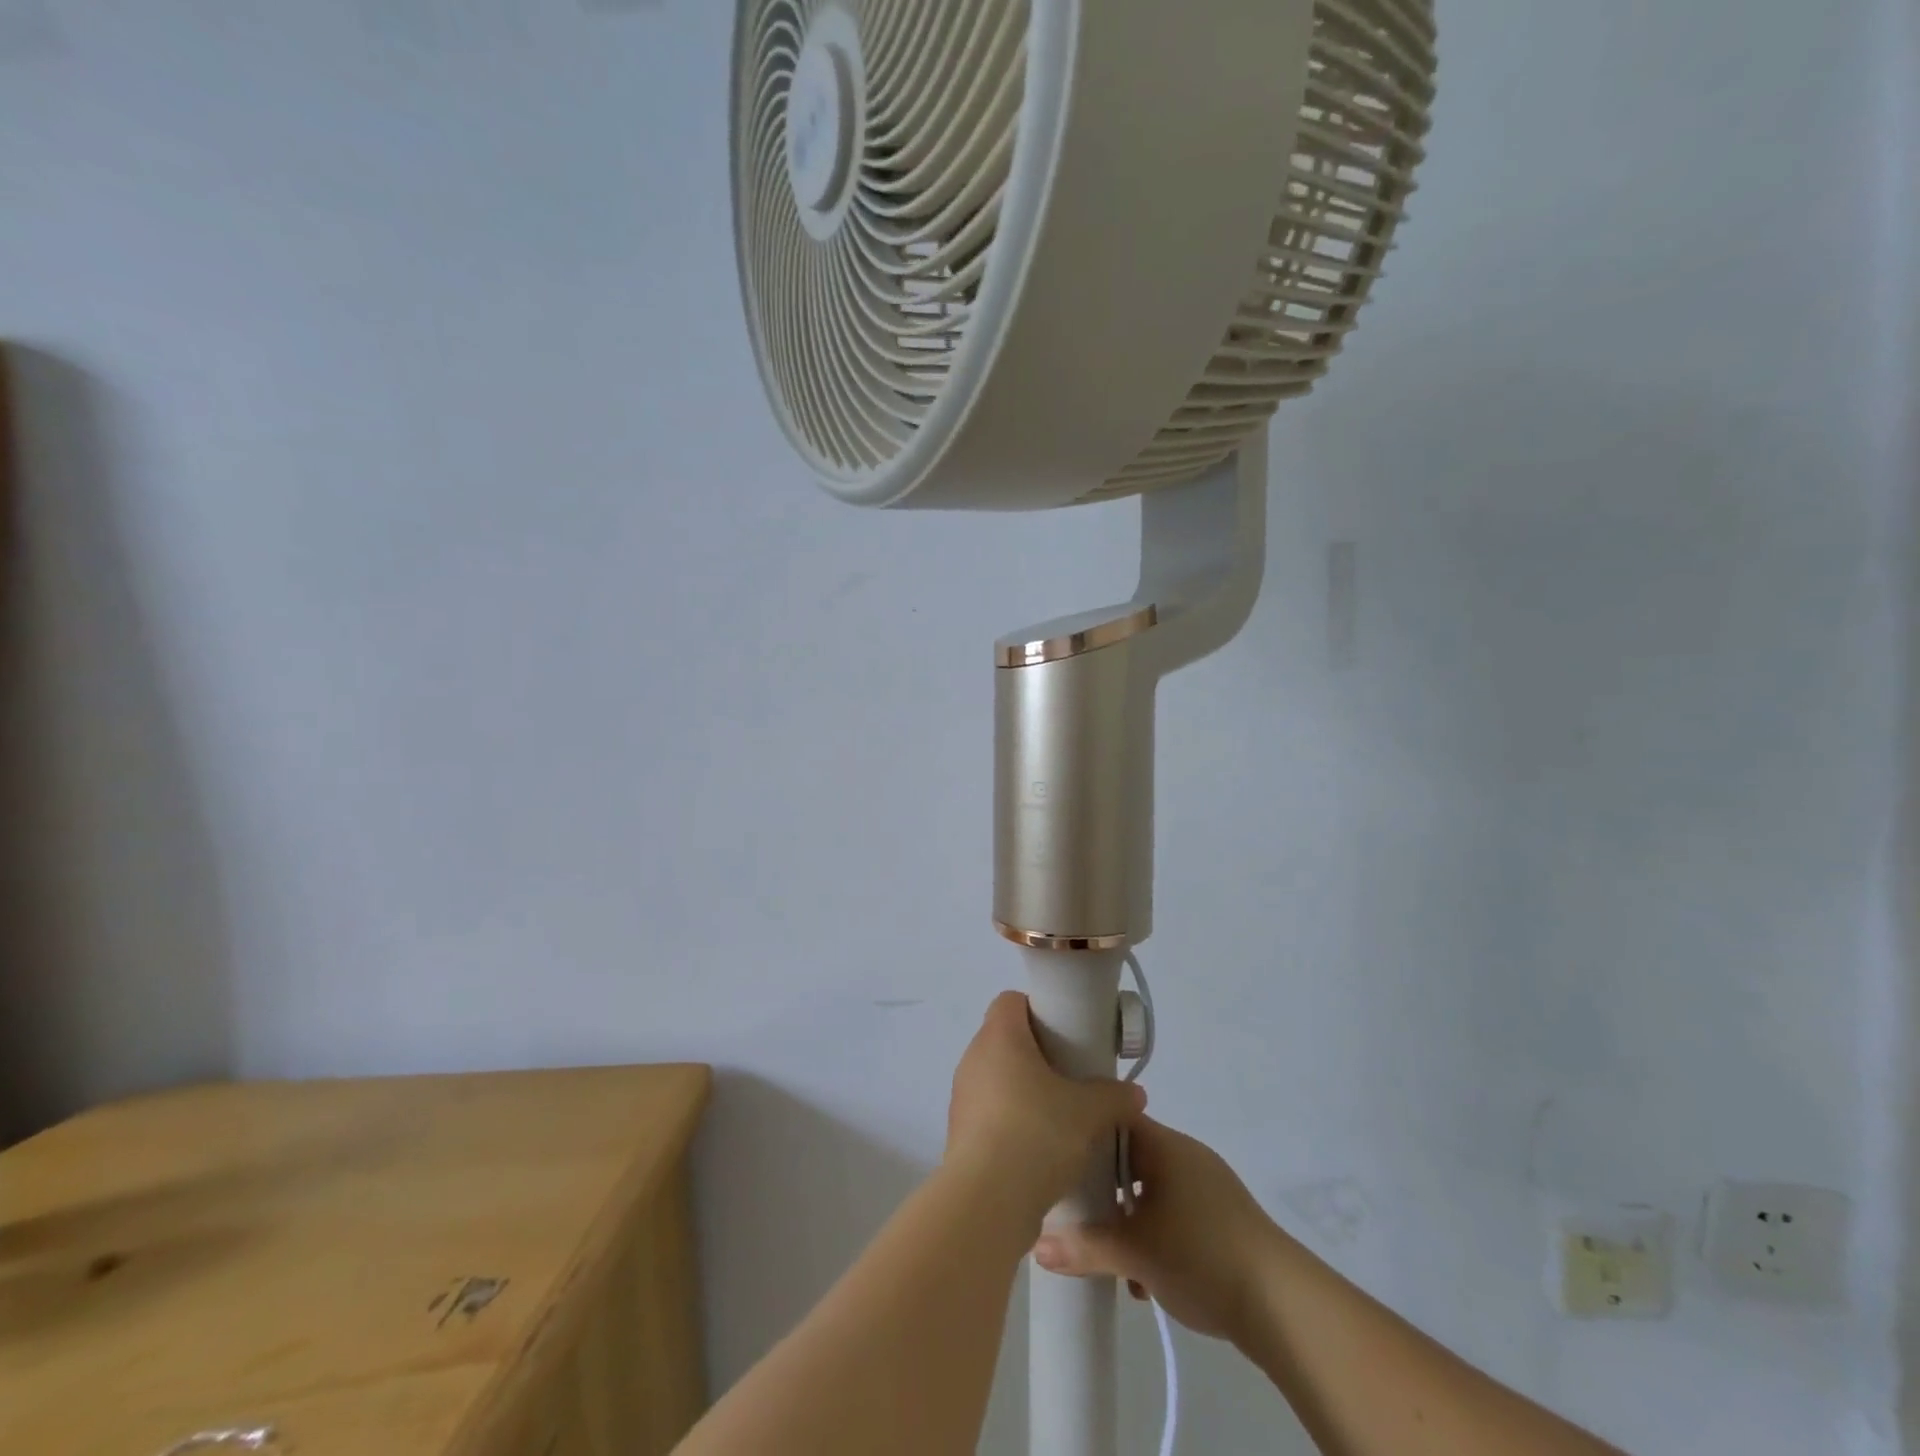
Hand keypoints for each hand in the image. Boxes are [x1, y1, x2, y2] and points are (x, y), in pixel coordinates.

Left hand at [944, 992, 1146, 1219]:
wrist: (987, 1201)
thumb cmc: (1036, 1133)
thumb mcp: (1088, 1112)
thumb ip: (1114, 1096)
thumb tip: (1134, 1093)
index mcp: (999, 1037)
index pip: (1011, 1001)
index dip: (1038, 1009)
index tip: (1066, 1034)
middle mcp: (973, 1058)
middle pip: (1006, 1040)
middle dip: (1038, 1055)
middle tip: (1072, 1077)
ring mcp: (963, 1097)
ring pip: (998, 1079)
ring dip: (1025, 1092)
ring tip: (1060, 1119)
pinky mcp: (960, 1134)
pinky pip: (991, 1114)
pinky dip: (1012, 1122)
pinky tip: (1039, 1150)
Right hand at [1032, 1116, 1275, 1345]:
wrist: (1283, 1305)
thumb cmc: (1201, 1255)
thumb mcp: (1134, 1253)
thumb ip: (1084, 1247)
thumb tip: (1036, 1246)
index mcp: (1164, 1144)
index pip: (1113, 1119)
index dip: (1083, 1134)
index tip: (1058, 1158)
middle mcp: (1185, 1154)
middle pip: (1129, 1158)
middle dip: (1103, 1190)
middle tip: (1077, 1215)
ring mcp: (1207, 1185)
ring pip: (1151, 1190)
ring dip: (1129, 1220)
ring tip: (1111, 1257)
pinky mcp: (1222, 1218)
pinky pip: (1175, 1213)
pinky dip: (1155, 1235)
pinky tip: (1146, 1278)